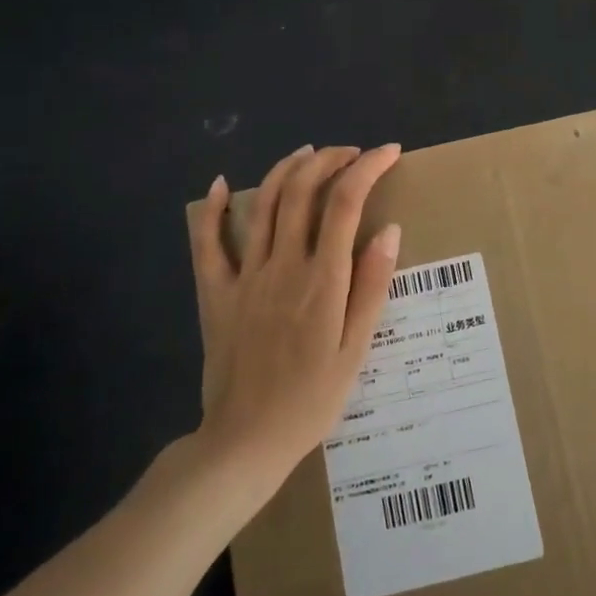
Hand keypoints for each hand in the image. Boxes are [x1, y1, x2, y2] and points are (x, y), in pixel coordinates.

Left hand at [188, 143, 403, 484]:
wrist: (245, 442)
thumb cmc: (311, 399)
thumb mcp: (356, 350)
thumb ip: (371, 286)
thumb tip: (388, 230)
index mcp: (322, 281)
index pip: (345, 203)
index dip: (367, 168)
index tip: (388, 153)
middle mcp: (282, 267)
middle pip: (301, 191)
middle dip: (329, 160)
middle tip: (351, 153)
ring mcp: (244, 277)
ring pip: (261, 204)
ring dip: (286, 170)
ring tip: (309, 153)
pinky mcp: (215, 293)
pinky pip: (207, 243)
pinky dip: (211, 209)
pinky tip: (219, 184)